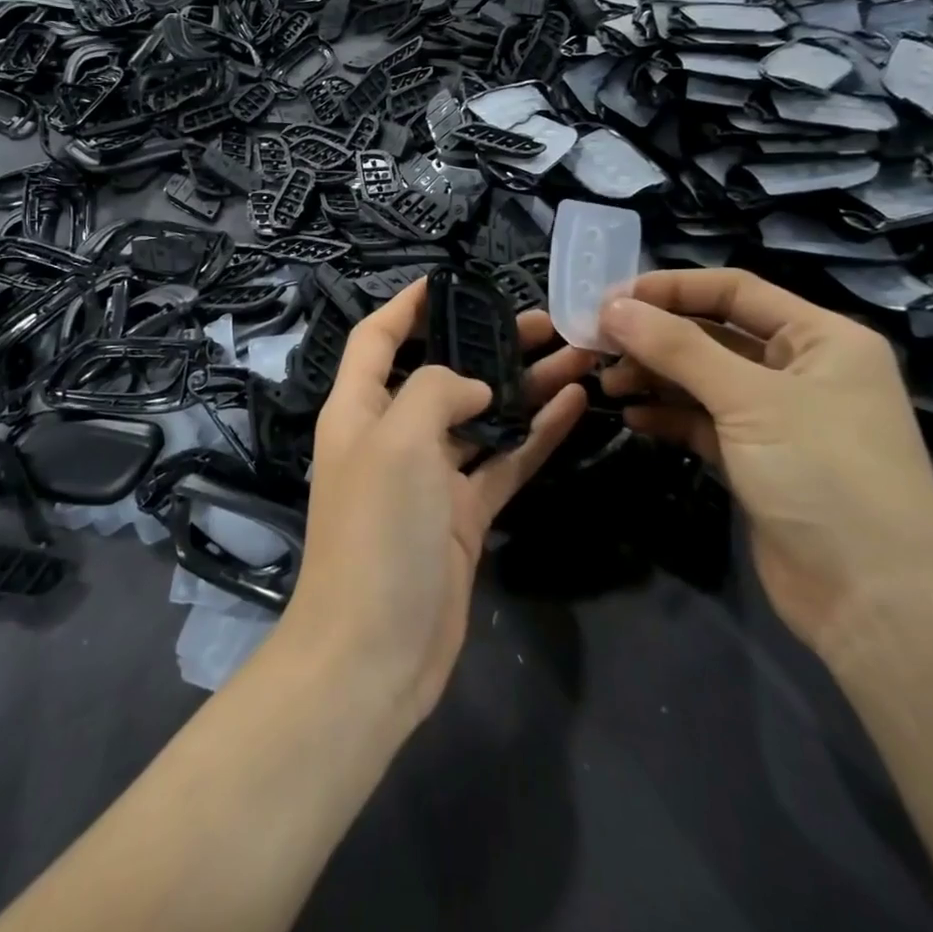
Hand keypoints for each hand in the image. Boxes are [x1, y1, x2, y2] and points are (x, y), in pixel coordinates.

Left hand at [288, 278, 592, 722]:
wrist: (374, 651)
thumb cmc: (375, 530)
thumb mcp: (397, 440)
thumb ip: (437, 392)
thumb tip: (476, 387)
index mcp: (358, 409)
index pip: (377, 338)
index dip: (406, 305)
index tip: (448, 279)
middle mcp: (391, 435)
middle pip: (441, 373)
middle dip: (485, 343)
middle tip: (543, 319)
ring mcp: (430, 477)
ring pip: (481, 417)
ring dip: (522, 386)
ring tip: (574, 352)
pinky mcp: (463, 516)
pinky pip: (503, 462)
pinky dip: (534, 435)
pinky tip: (574, 405)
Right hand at [598, 270, 932, 661]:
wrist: (878, 606)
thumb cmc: (826, 477)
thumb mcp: (750, 400)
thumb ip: (677, 348)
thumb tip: (612, 307)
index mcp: (822, 338)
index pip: (735, 291)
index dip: (671, 288)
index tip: (610, 298)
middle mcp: (802, 370)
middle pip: (714, 334)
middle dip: (655, 336)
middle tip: (596, 344)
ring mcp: (779, 419)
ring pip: (703, 379)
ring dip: (655, 376)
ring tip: (608, 382)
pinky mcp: (757, 461)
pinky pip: (703, 422)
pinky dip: (668, 415)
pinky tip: (633, 417)